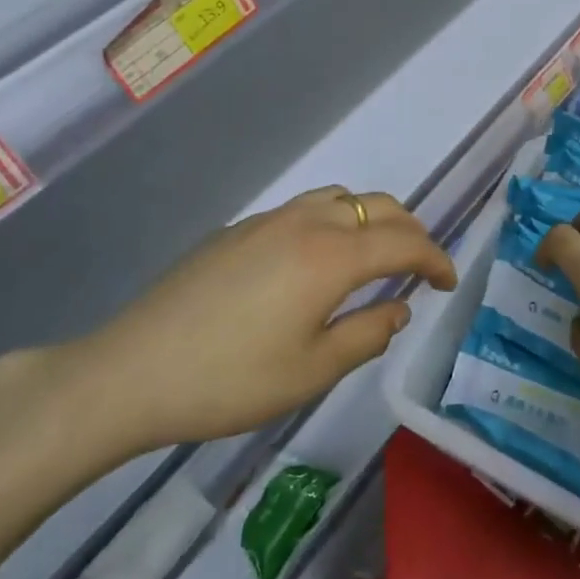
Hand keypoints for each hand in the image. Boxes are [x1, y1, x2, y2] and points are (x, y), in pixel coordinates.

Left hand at [65, 187, 456, 455]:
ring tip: (377, 256)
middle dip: (410, 231)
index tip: (448, 283)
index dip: (435, 259)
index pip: (403, 242)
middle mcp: (305, 223)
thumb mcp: (312, 371)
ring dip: (372, 218)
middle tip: (420, 267)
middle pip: (377, 206)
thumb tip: (399, 307)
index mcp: (331, 256)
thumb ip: (367, 334)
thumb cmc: (229, 381)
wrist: (131, 371)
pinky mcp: (239, 229)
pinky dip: (336, 221)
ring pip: (341, 198)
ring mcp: (268, 220)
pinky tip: (319, 261)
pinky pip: (306, 208)